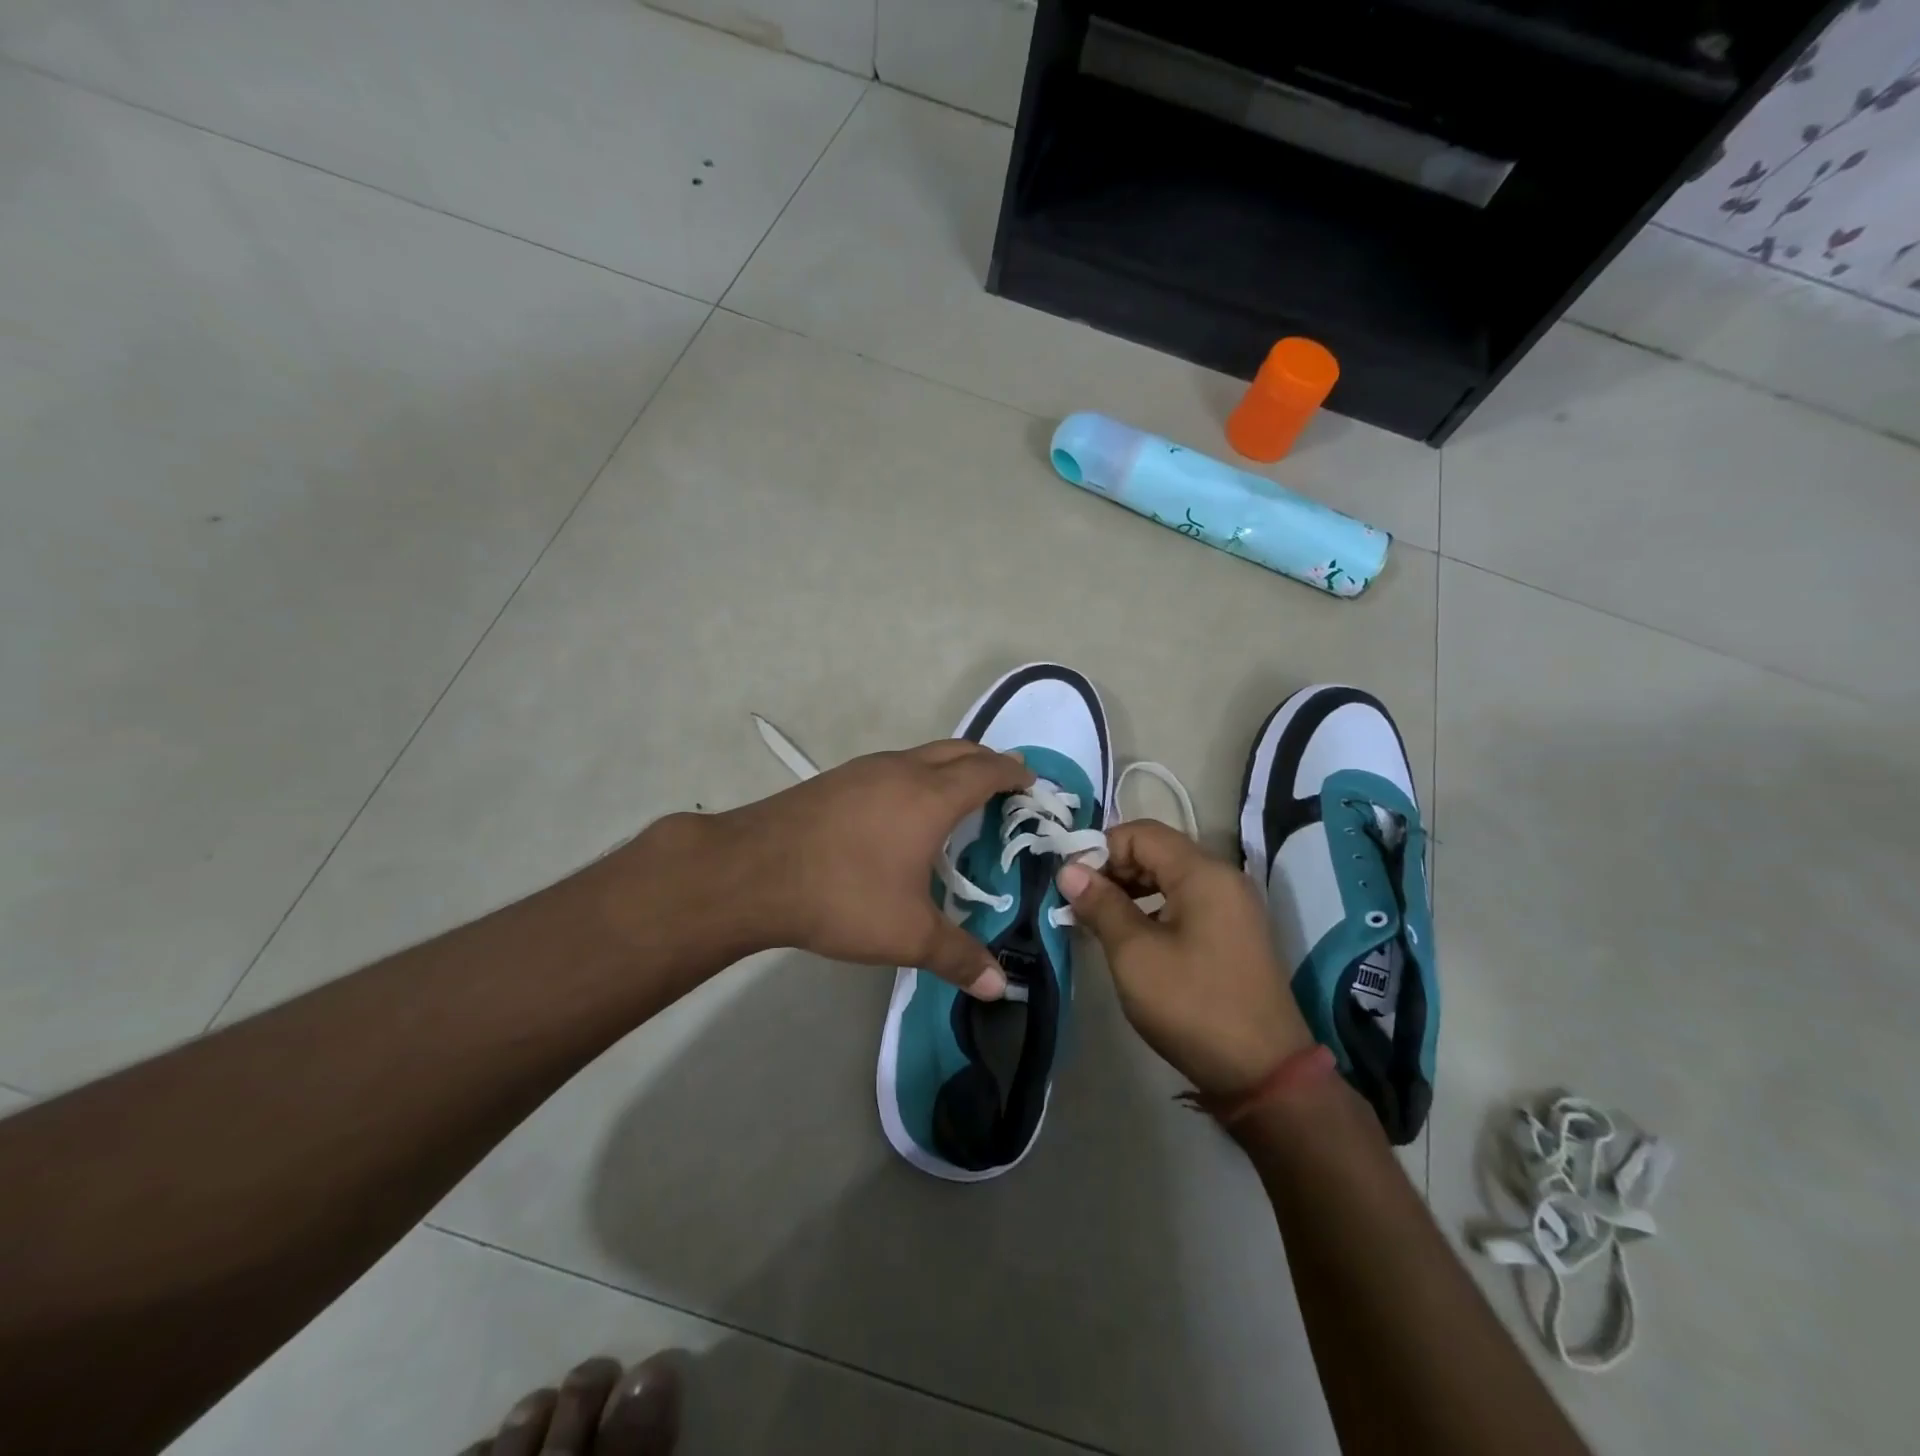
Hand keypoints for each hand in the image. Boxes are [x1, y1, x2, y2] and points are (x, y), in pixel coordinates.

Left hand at [705, 740, 1031, 997]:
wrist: (751, 872)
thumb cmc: (842, 895)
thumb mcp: (907, 934)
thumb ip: (958, 957)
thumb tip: (1000, 986)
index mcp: (931, 796)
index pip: (986, 770)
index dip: (1014, 773)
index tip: (1031, 781)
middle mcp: (902, 770)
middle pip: (958, 750)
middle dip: (987, 762)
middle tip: (1004, 786)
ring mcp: (864, 770)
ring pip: (922, 754)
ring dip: (949, 767)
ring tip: (957, 800)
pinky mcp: (836, 780)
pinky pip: (892, 767)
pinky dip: (916, 777)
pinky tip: (901, 813)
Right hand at [1056, 820, 1313, 1095]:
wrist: (1264, 1073)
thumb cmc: (1192, 1005)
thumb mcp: (1135, 954)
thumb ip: (1101, 905)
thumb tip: (1069, 869)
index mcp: (1203, 873)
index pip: (1141, 833)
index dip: (1100, 849)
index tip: (1072, 883)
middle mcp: (1223, 878)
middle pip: (1157, 850)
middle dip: (1114, 869)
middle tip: (1080, 903)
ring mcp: (1233, 906)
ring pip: (1170, 876)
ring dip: (1131, 890)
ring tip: (1099, 920)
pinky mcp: (1234, 932)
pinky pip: (1186, 901)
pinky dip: (1154, 908)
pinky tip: (1132, 937)